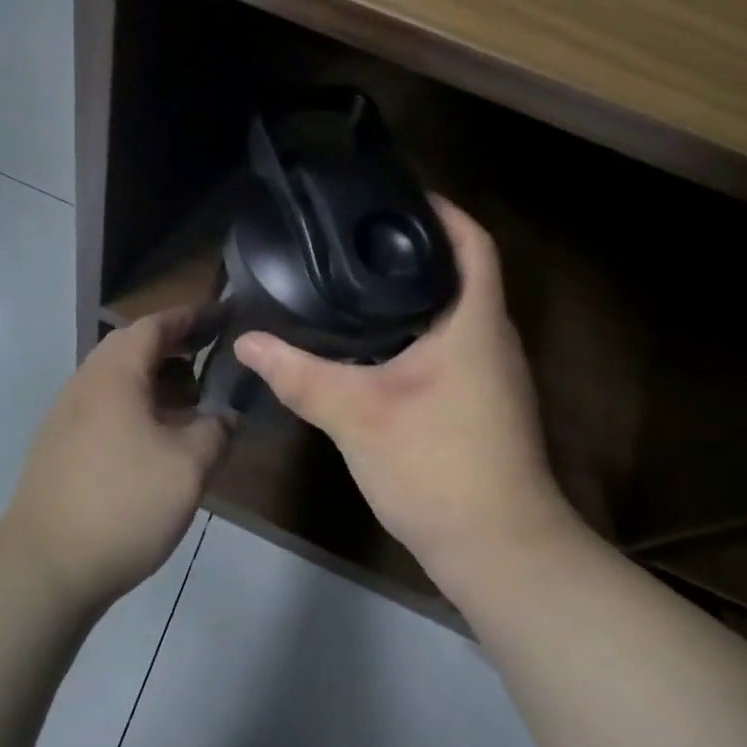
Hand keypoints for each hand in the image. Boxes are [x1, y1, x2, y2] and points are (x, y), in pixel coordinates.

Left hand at [0, 308, 226, 608]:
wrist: (44, 565)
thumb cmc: (122, 503)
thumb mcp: (187, 467)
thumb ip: (215, 431)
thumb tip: (226, 416)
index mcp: (114, 373)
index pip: (154, 325)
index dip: (189, 318)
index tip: (220, 317)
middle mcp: (85, 382)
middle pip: (131, 347)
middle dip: (173, 348)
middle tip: (209, 359)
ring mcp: (66, 414)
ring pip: (116, 379)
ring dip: (154, 380)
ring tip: (190, 402)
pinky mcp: (59, 445)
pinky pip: (104, 406)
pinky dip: (135, 406)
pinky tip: (155, 439)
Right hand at [233, 196, 583, 581]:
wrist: (499, 552)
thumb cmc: (438, 467)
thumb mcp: (357, 415)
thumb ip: (300, 374)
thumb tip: (247, 340)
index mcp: (474, 325)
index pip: (472, 243)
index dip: (442, 210)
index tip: (396, 194)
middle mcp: (490, 339)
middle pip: (461, 271)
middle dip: (415, 246)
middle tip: (355, 233)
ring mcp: (490, 373)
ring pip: (453, 310)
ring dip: (414, 288)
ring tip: (354, 274)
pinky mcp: (480, 401)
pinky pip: (448, 342)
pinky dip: (414, 326)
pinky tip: (370, 338)